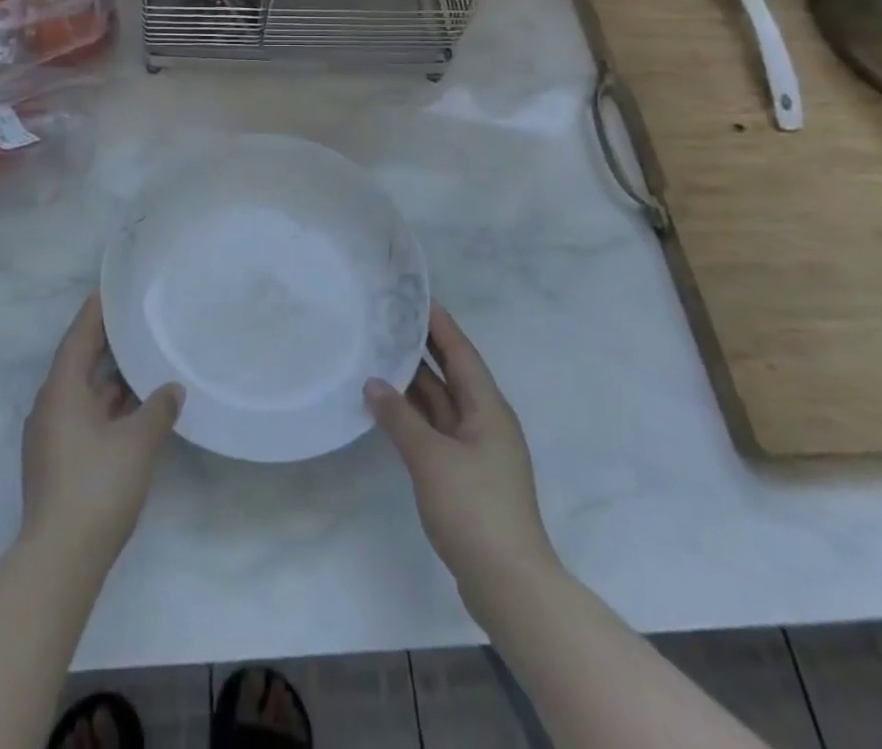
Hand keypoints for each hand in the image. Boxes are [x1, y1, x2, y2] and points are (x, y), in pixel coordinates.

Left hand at [21, 293, 182, 564]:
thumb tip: (172, 388)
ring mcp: (51, 436)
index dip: (95, 312)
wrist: (60, 558)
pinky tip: (134, 410)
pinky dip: (107, 406)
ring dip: (110, 379)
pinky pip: (84, 416)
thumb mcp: (137, 442)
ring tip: (142, 361)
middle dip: (106, 344)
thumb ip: (158, 409)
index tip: (110, 289)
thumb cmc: (97, 486)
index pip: (78, 337)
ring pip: (83, 393)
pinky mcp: (58, 461)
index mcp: (62, 391)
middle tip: (135, 321)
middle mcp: (50, 406)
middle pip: (79, 363)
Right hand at [365, 303, 556, 600]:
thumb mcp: (431, 458)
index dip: (439, 323)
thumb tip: (373, 382)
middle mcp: (485, 421)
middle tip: (388, 319)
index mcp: (488, 408)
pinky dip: (413, 414)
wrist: (509, 585)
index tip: (414, 295)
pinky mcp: (465, 474)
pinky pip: (436, 428)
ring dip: (413, 382)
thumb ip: (399, 417)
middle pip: (451, 373)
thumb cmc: (475, 509)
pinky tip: (387, 407)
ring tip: (379, 353)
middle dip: (422, 347)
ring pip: (441, 403)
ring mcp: (476, 450)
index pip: (460, 352)